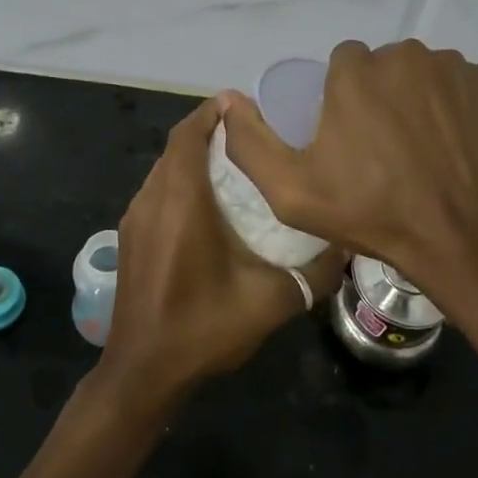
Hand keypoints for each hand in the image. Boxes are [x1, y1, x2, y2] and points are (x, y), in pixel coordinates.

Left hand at [103, 96, 344, 412]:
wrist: (143, 373)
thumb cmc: (203, 329)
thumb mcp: (270, 302)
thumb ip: (314, 273)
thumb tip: (347, 246)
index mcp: (181, 203)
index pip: (189, 135)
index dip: (213, 112)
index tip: (246, 105)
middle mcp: (152, 200)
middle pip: (177, 146)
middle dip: (209, 131)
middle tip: (253, 134)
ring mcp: (135, 218)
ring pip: (165, 168)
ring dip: (194, 156)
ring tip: (236, 163)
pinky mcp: (129, 236)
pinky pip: (157, 190)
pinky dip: (180, 180)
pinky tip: (209, 203)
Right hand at [216, 40, 477, 310]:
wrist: (459, 238)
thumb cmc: (371, 214)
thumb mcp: (291, 192)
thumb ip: (251, 143)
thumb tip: (228, 101)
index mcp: (355, 73)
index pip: (342, 63)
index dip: (341, 98)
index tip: (347, 136)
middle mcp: (403, 56)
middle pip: (381, 65)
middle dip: (377, 95)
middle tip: (381, 147)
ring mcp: (450, 68)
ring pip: (418, 72)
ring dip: (412, 97)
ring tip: (417, 147)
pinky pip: (454, 82)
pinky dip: (448, 103)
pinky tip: (448, 142)